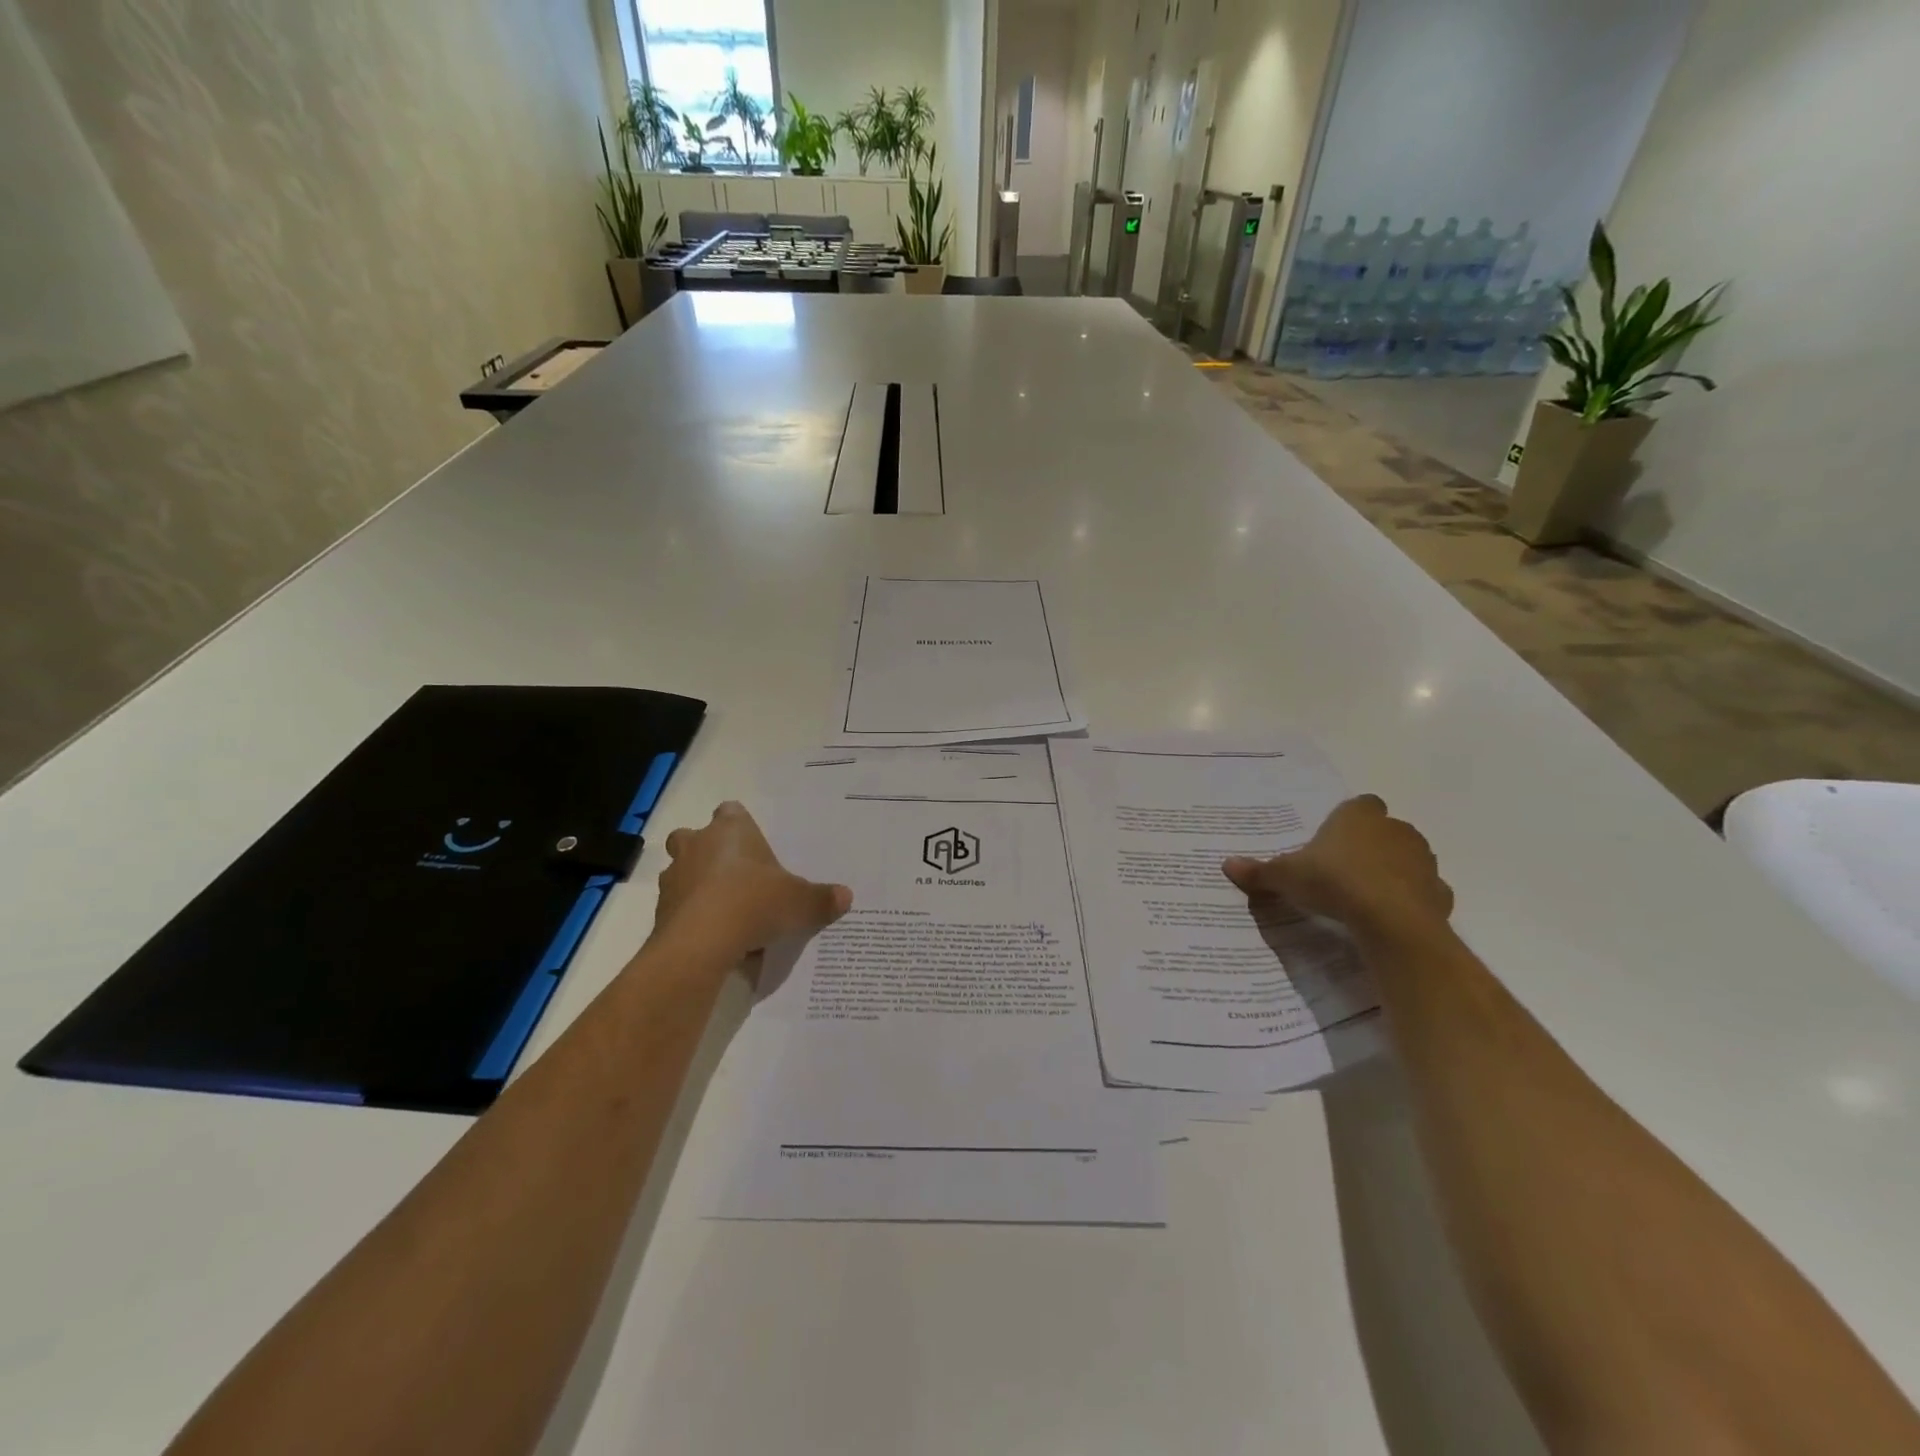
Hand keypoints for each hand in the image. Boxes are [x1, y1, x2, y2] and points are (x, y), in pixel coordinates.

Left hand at [654, 801, 851, 958]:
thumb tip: (846, 896)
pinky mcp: (660, 911)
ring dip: (697, 886)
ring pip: (682, 872)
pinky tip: (714, 937)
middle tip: (734, 876)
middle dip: (708, 852)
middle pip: (694, 837)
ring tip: (725, 912)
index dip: (740, 826)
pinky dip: (691, 917)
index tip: (753, 846)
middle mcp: (696, 845)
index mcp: (730, 830)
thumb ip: (821, 899)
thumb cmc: (753, 903)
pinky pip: (678, 907)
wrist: (701, 943)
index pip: (731, 812)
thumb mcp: (800, 902)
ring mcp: (673, 877)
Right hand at [1222, 795, 1452, 937]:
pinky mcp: (1439, 892)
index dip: (1347, 820)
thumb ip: (1259, 871)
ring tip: (1365, 895)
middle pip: (1384, 829)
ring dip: (1392, 870)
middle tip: (1342, 869)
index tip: (1332, 841)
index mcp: (1358, 816)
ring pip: (1407, 857)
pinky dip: (1410, 899)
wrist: (1391, 920)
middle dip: (1369, 845)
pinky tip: (1388, 915)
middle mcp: (1395, 829)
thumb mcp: (1286, 877)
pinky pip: (1422, 890)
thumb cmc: (1334, 882)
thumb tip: (1226, 865)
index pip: (1359, 804)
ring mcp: (1422, 859)